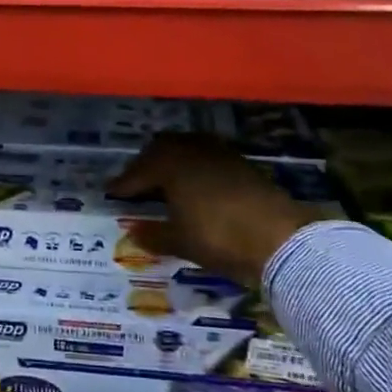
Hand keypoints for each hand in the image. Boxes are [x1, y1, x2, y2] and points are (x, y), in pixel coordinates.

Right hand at [108, 133, 324, 285]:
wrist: (280, 238)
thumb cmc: (219, 238)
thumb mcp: (181, 241)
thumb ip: (153, 235)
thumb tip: (132, 231)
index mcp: (170, 164)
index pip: (137, 172)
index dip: (123, 184)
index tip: (111, 193)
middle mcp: (192, 150)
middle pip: (161, 150)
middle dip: (146, 166)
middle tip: (136, 185)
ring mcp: (219, 153)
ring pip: (186, 149)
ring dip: (172, 162)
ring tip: (165, 183)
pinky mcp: (241, 163)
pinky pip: (207, 157)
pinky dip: (194, 168)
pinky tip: (196, 186)